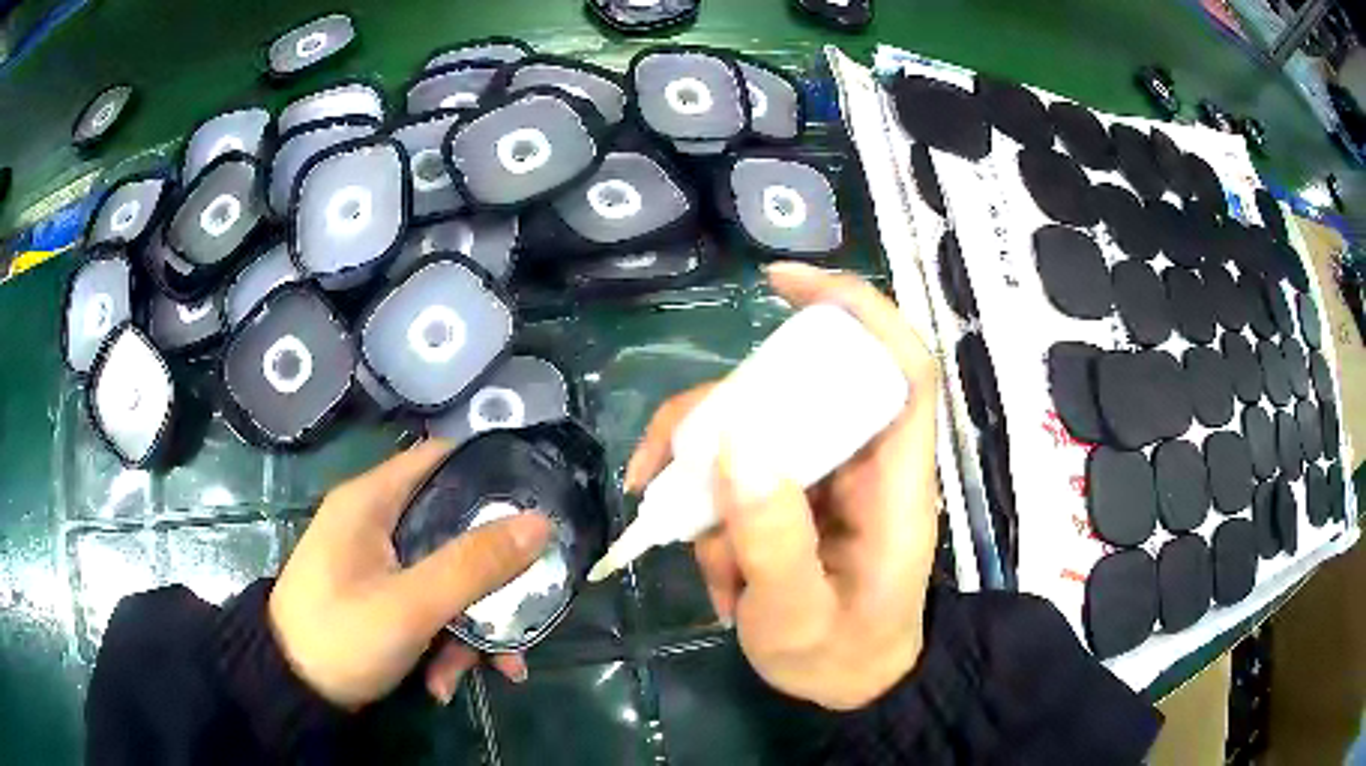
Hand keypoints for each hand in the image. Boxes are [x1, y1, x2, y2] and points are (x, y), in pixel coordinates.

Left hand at [269, 439, 552, 708]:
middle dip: (492, 579)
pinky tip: (445, 683)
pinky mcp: (382, 599)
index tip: (536, 504)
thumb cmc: (340, 636)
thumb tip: (539, 522)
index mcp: (372, 501)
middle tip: (526, 611)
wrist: (292, 692)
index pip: (440, 459)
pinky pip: (430, 607)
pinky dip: (446, 643)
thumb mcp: (410, 605)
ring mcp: (379, 565)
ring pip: (447, 577)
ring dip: (474, 627)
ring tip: (494, 671)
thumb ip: (473, 565)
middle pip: (454, 529)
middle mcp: (377, 523)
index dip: (490, 474)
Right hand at [624, 262, 940, 710]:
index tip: (781, 284)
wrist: (853, 686)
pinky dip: (713, 517)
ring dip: (708, 489)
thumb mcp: (799, 618)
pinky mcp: (798, 495)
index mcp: (895, 481)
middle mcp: (865, 461)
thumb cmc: (843, 656)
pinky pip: (743, 475)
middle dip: (724, 418)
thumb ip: (773, 541)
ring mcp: (827, 476)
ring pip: (756, 432)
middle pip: (799, 389)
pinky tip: (719, 574)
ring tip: (702, 559)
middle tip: (664, 465)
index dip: (854, 308)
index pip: (901, 366)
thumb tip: (735, 444)